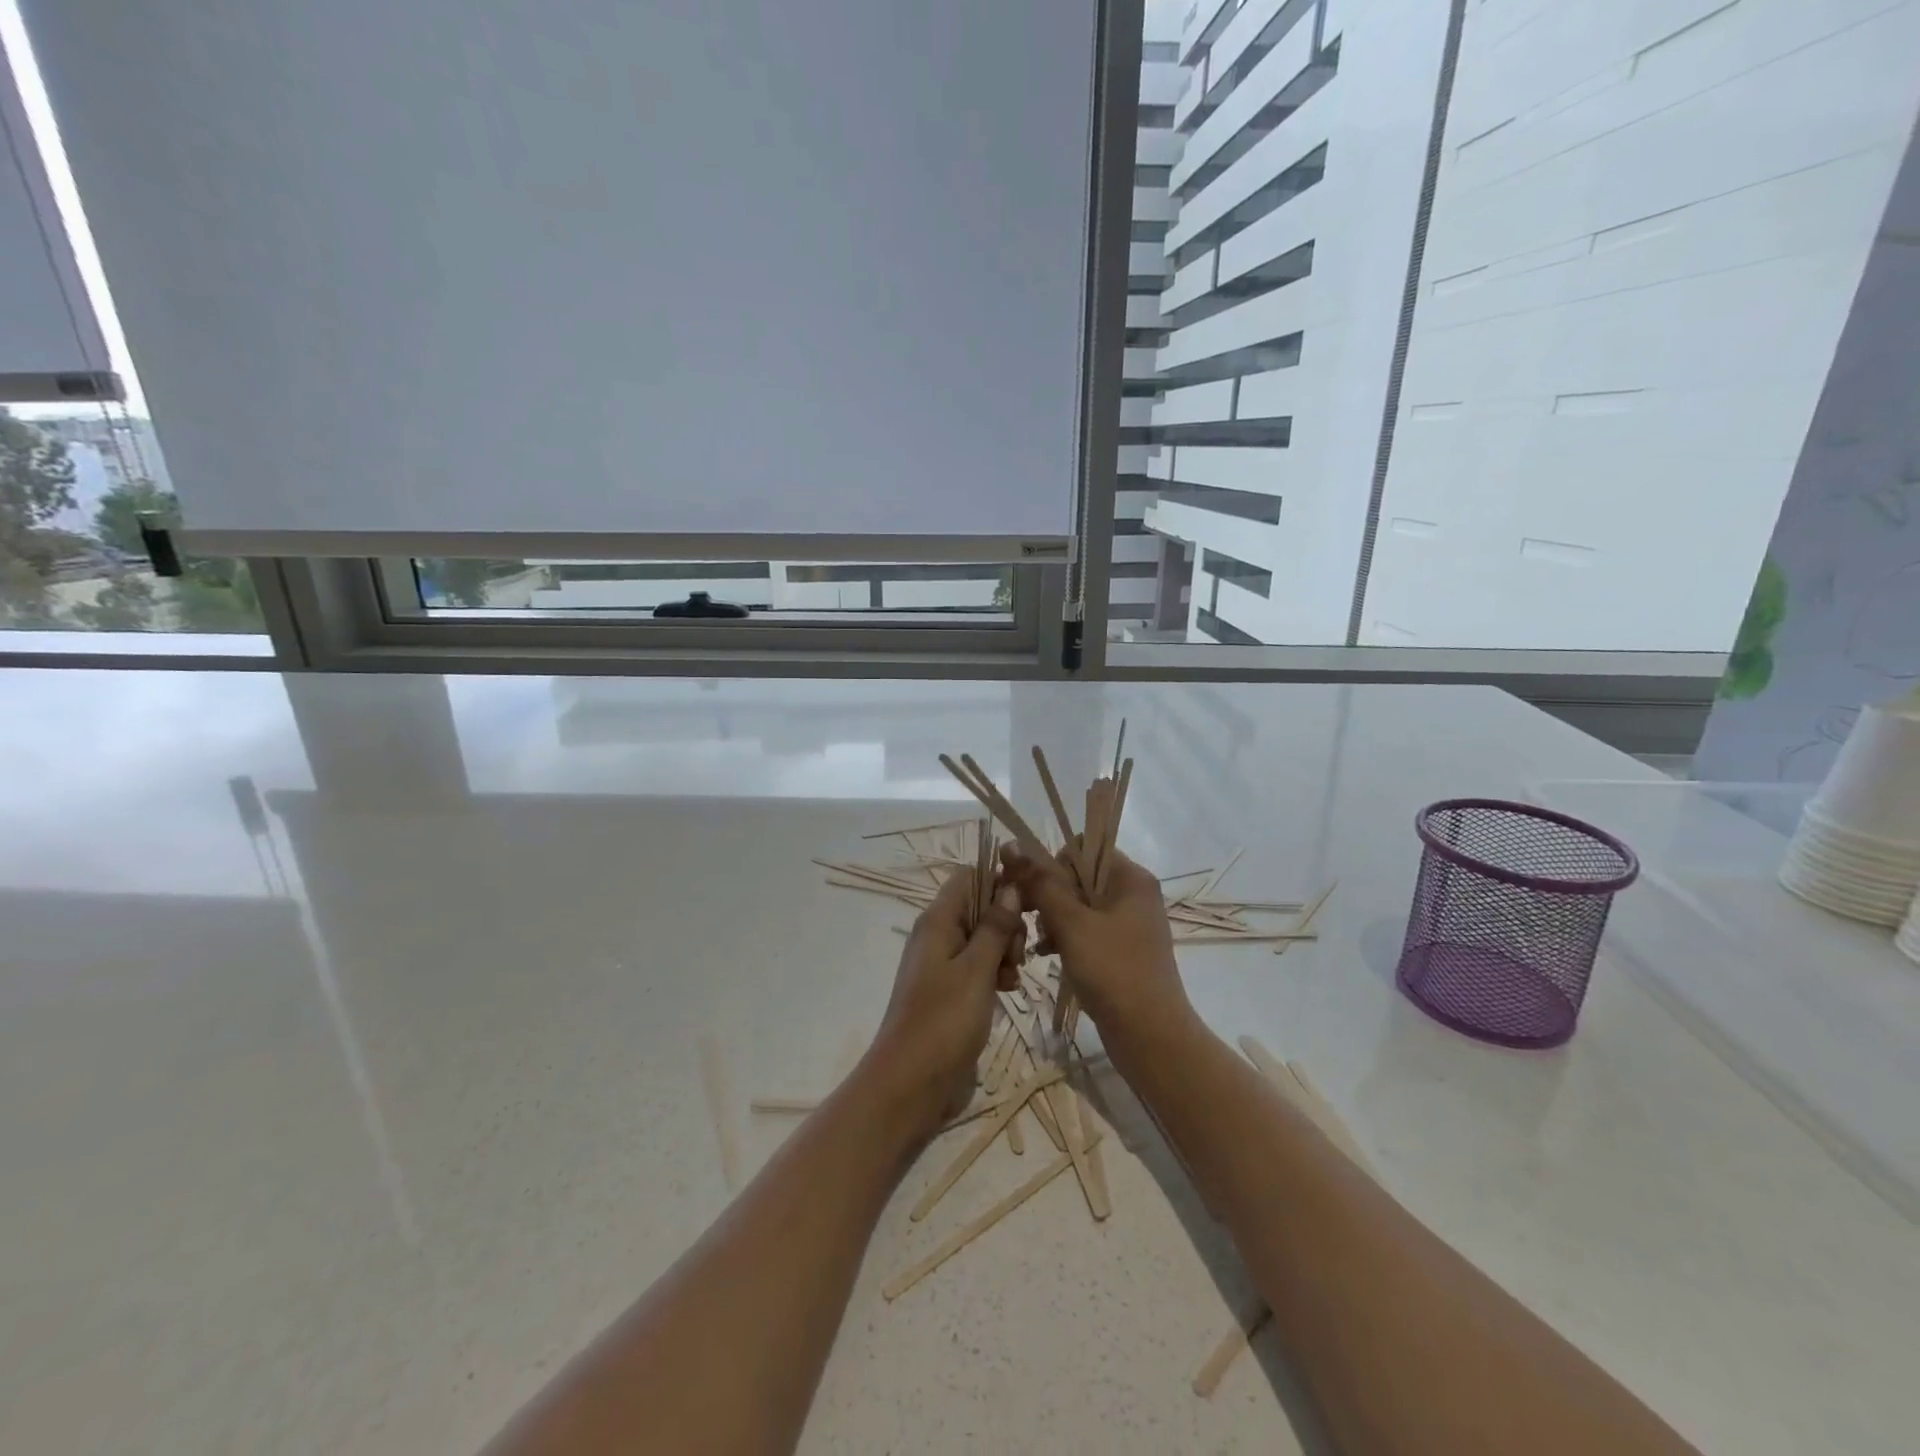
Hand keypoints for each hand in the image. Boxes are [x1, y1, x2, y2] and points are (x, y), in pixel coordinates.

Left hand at [863, 867, 1026, 1139]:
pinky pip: (979, 966)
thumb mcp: (976, 970)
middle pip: (980, 907)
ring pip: (984, 938)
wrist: (911, 1085)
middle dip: (1006, 923)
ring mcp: (943, 965)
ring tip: (1013, 978)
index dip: (999, 882)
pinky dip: (996, 973)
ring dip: (1005, 951)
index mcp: (937, 921)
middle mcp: (938, 935)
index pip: (970, 877)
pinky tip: (1008, 991)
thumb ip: (995, 926)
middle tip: (1017, 955)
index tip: (1028, 904)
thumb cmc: (944, 1021)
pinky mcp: (952, 992)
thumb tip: (1010, 887)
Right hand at [999, 843, 1190, 1046]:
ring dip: (1054, 920)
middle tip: (1031, 920)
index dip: (1053, 865)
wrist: (1150, 1036)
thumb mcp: (1072, 924)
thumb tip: (1013, 846)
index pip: (1082, 849)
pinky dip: (1066, 938)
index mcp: (1131, 878)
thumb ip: (1042, 884)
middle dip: (1050, 896)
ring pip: (1079, 906)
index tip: (1034, 892)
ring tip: (1039, 943)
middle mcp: (1133, 894)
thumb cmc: (1113, 971)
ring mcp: (1129, 924)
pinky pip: (1087, 930)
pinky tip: (1046, 955)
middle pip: (1079, 877)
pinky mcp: (1121, 950)